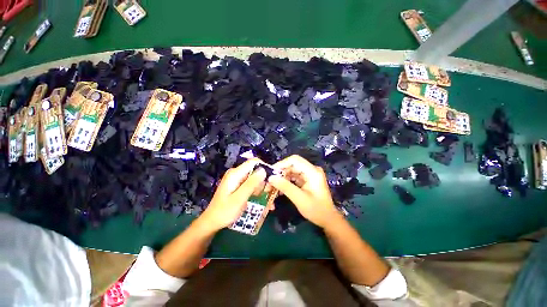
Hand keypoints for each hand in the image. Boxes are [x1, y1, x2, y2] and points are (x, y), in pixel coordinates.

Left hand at [200, 158, 266, 231]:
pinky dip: (257, 191)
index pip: (254, 162)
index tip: (273, 179)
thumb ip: (251, 183)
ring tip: (267, 201)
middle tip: (269, 193)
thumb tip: (264, 170)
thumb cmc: (225, 211)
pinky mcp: (238, 185)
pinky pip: (251, 184)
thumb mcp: (240, 198)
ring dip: (262, 188)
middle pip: (255, 170)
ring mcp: (237, 179)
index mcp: (235, 173)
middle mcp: (237, 173)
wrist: (212, 222)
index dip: (265, 167)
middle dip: (264, 181)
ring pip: (255, 178)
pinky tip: (263, 201)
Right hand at [268, 155, 340, 228]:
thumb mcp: (299, 199)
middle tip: (269, 183)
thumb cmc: (316, 210)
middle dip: (280, 173)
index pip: (294, 160)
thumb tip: (271, 178)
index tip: (271, 173)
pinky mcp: (306, 180)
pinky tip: (279, 190)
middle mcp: (311, 170)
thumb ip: (285, 187)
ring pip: (291, 171)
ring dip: (281, 178)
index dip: (281, 164)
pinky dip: (286, 182)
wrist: (328, 219)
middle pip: (292, 165)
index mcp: (312, 171)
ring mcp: (309, 174)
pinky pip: (293, 177)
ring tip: (272, 187)